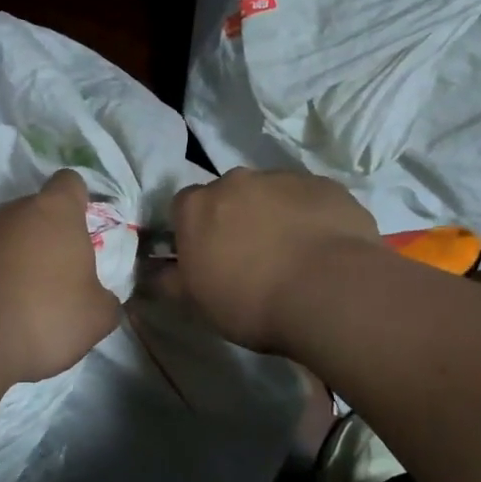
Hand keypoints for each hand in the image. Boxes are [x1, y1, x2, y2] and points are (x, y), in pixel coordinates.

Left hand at [0, 170, 119, 387]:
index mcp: (55, 212)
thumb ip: (105, 298)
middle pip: (32, 211)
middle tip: (52, 275)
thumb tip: (100, 298)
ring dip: (8, 253)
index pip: (69, 183)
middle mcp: (11, 211)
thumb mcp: (97, 317)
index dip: (77, 201)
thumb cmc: (45, 318)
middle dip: (42, 235)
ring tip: (13, 294)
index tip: (80, 228)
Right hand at [158, 168, 381, 353]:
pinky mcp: (326, 185)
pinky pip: (310, 199)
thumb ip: (168, 281)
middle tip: (251, 257)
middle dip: (235, 218)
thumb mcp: (196, 303)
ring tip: (293, 255)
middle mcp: (236, 180)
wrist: (330, 291)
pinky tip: (323, 249)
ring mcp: (284, 178)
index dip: (194, 232)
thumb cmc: (251, 301)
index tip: (207, 258)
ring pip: (271, 194)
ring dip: (275, 215)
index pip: (183, 208)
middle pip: (228, 196)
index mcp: (197, 205)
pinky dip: (311, 217)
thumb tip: (150, 272)